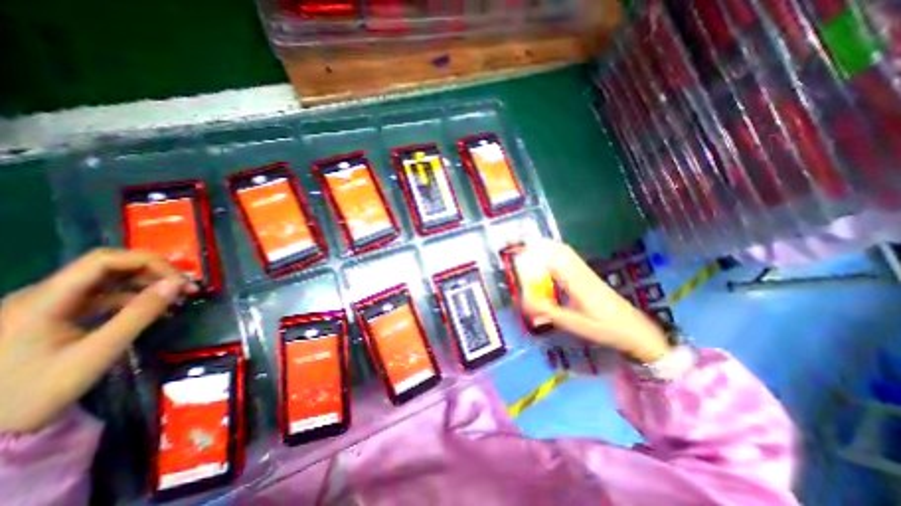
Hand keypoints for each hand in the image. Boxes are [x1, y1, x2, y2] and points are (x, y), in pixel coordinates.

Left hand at [1, 247, 197, 429]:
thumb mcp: (99, 351)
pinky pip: (105, 295)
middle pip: (109, 266)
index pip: (104, 260)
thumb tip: (177, 284)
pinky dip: (136, 297)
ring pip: (110, 279)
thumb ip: (139, 314)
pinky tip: (157, 309)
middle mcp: (43, 293)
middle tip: (187, 287)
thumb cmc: (38, 390)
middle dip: (154, 272)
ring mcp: (49, 303)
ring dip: (149, 284)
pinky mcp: (57, 314)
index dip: (149, 262)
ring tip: (179, 297)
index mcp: (44, 299)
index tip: (181, 280)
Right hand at [518, 239, 672, 362]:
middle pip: (562, 250)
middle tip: (523, 245)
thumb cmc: (605, 329)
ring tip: (532, 249)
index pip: (554, 258)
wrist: (638, 332)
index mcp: (577, 282)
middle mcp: (582, 273)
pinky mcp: (591, 278)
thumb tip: (523, 299)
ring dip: (550, 247)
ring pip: (567, 253)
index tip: (521, 248)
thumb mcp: (574, 324)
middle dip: (542, 244)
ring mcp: (588, 274)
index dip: (537, 250)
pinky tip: (551, 263)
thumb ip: (548, 311)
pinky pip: (572, 260)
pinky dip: (558, 255)